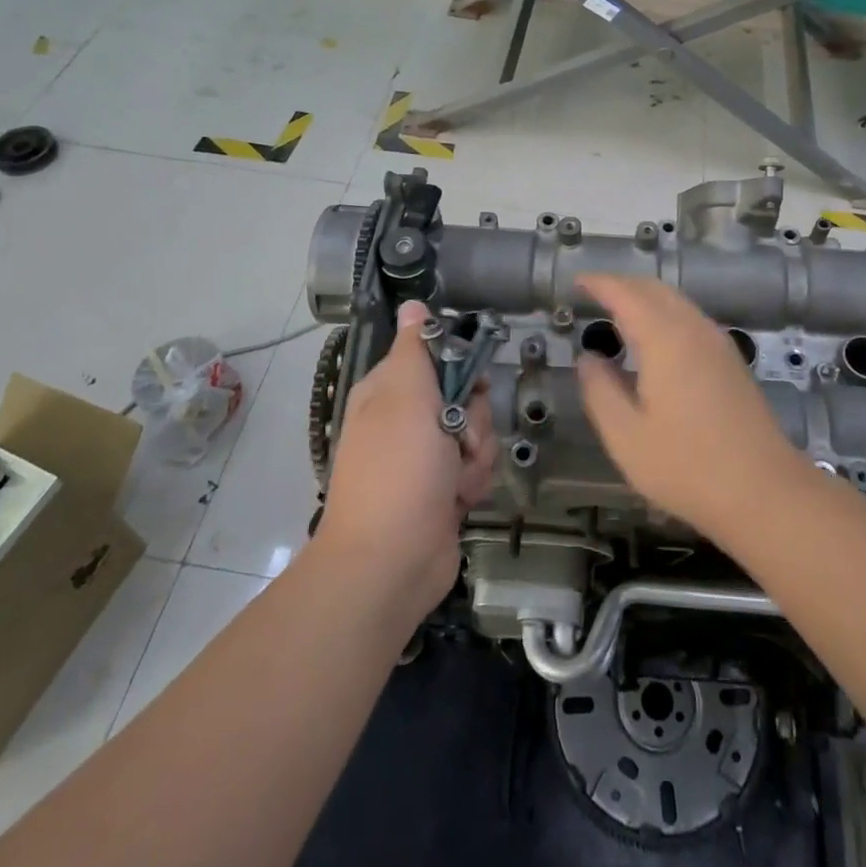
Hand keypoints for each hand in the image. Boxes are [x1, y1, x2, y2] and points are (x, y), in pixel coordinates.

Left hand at [317, 302, 495, 616]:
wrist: (390, 562)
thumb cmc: (398, 470)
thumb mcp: (406, 396)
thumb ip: (415, 348)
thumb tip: (412, 303)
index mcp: (388, 391)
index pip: (437, 356)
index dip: (460, 366)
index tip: (471, 381)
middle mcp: (406, 420)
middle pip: (465, 395)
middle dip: (474, 418)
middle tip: (459, 436)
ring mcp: (425, 458)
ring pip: (476, 433)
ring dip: (476, 454)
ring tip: (456, 478)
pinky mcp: (443, 490)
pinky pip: (476, 468)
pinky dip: (473, 482)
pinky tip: (459, 499)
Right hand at [576, 274, 805, 541]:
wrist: (765, 492)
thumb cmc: (687, 465)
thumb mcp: (625, 435)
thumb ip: (600, 390)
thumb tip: (588, 358)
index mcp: (665, 338)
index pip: (625, 293)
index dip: (598, 283)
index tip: (575, 281)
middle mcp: (694, 329)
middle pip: (654, 289)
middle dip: (621, 285)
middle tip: (592, 296)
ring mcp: (718, 343)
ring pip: (676, 302)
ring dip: (645, 299)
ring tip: (617, 316)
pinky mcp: (731, 361)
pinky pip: (691, 319)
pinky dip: (664, 315)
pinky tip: (654, 343)